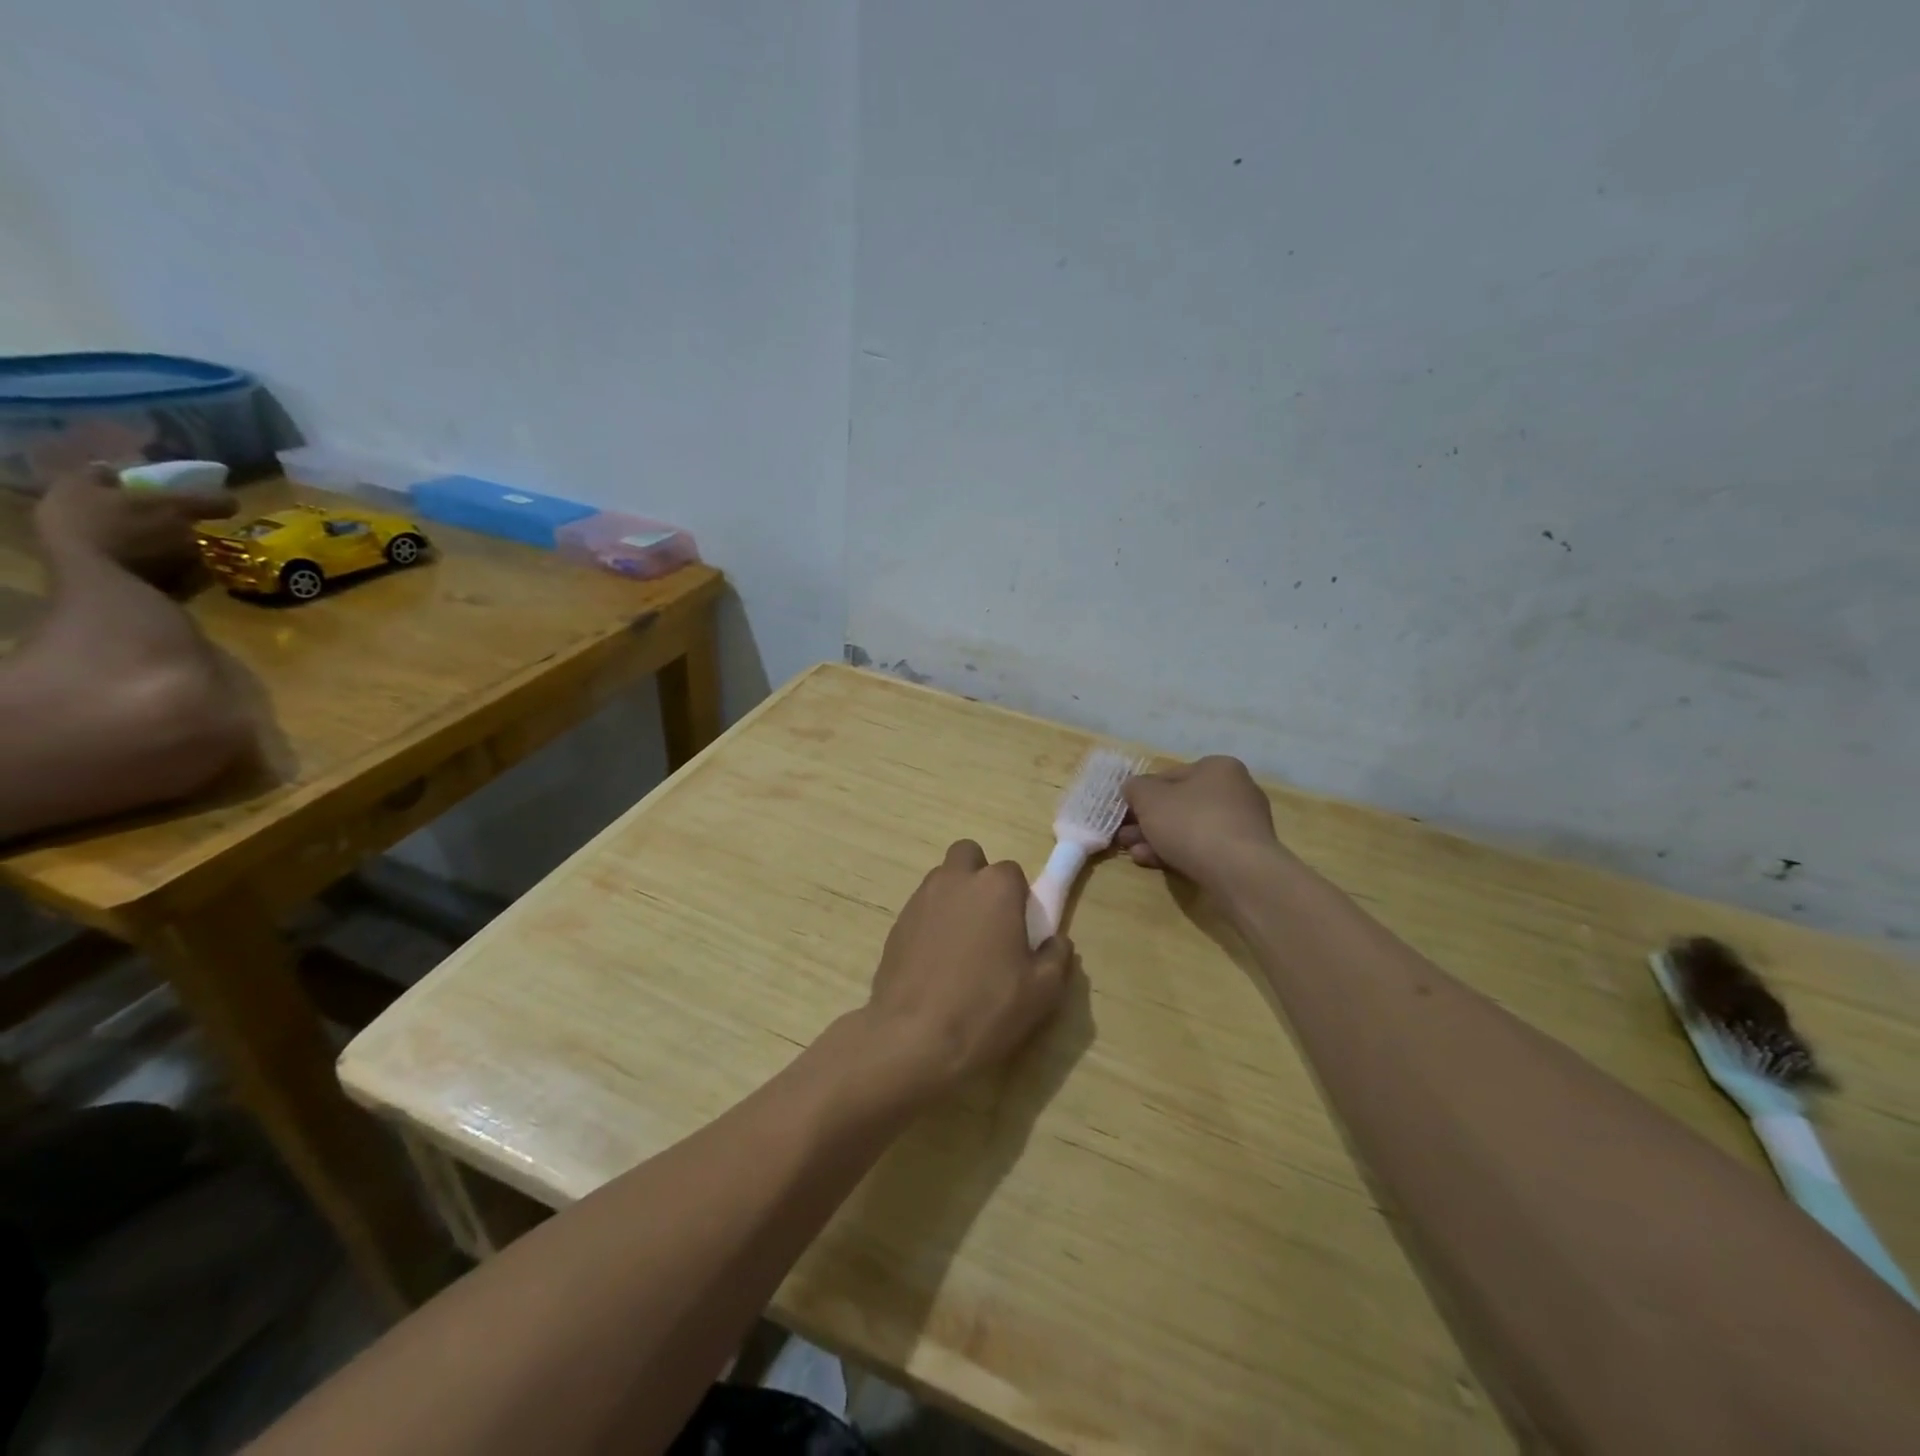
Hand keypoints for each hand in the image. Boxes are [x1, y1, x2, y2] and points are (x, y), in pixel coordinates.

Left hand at [34, 464, 235, 576]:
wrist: (107, 592)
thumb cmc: (128, 534)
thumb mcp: (175, 508)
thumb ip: (204, 500)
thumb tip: (232, 500)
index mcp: (76, 491)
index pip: (108, 474)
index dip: (142, 477)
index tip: (177, 486)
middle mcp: (73, 519)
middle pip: (125, 513)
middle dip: (163, 519)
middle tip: (196, 523)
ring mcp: (90, 556)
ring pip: (140, 546)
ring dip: (173, 551)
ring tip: (204, 555)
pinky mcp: (111, 587)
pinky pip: (152, 576)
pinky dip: (176, 576)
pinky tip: (197, 578)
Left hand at [865, 840, 1073, 1092]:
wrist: (913, 1037)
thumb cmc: (986, 1008)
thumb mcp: (1043, 991)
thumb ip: (1056, 956)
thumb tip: (1056, 942)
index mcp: (995, 887)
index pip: (1013, 872)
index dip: (1018, 899)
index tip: (1020, 931)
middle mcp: (955, 880)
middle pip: (969, 857)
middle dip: (979, 878)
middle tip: (988, 921)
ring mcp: (920, 899)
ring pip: (942, 880)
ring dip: (954, 898)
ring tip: (962, 946)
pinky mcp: (896, 924)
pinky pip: (921, 909)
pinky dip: (931, 923)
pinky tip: (936, 963)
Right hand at [1117, 755, 1284, 886]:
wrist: (1238, 872)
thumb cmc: (1191, 823)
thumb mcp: (1149, 798)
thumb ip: (1135, 788)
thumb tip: (1133, 788)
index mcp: (1217, 768)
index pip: (1170, 775)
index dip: (1142, 793)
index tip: (1124, 811)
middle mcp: (1235, 791)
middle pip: (1179, 804)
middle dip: (1148, 821)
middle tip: (1124, 836)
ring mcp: (1243, 825)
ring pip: (1189, 829)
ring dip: (1158, 839)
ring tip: (1134, 853)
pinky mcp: (1244, 854)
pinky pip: (1204, 848)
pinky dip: (1178, 853)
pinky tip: (1153, 863)